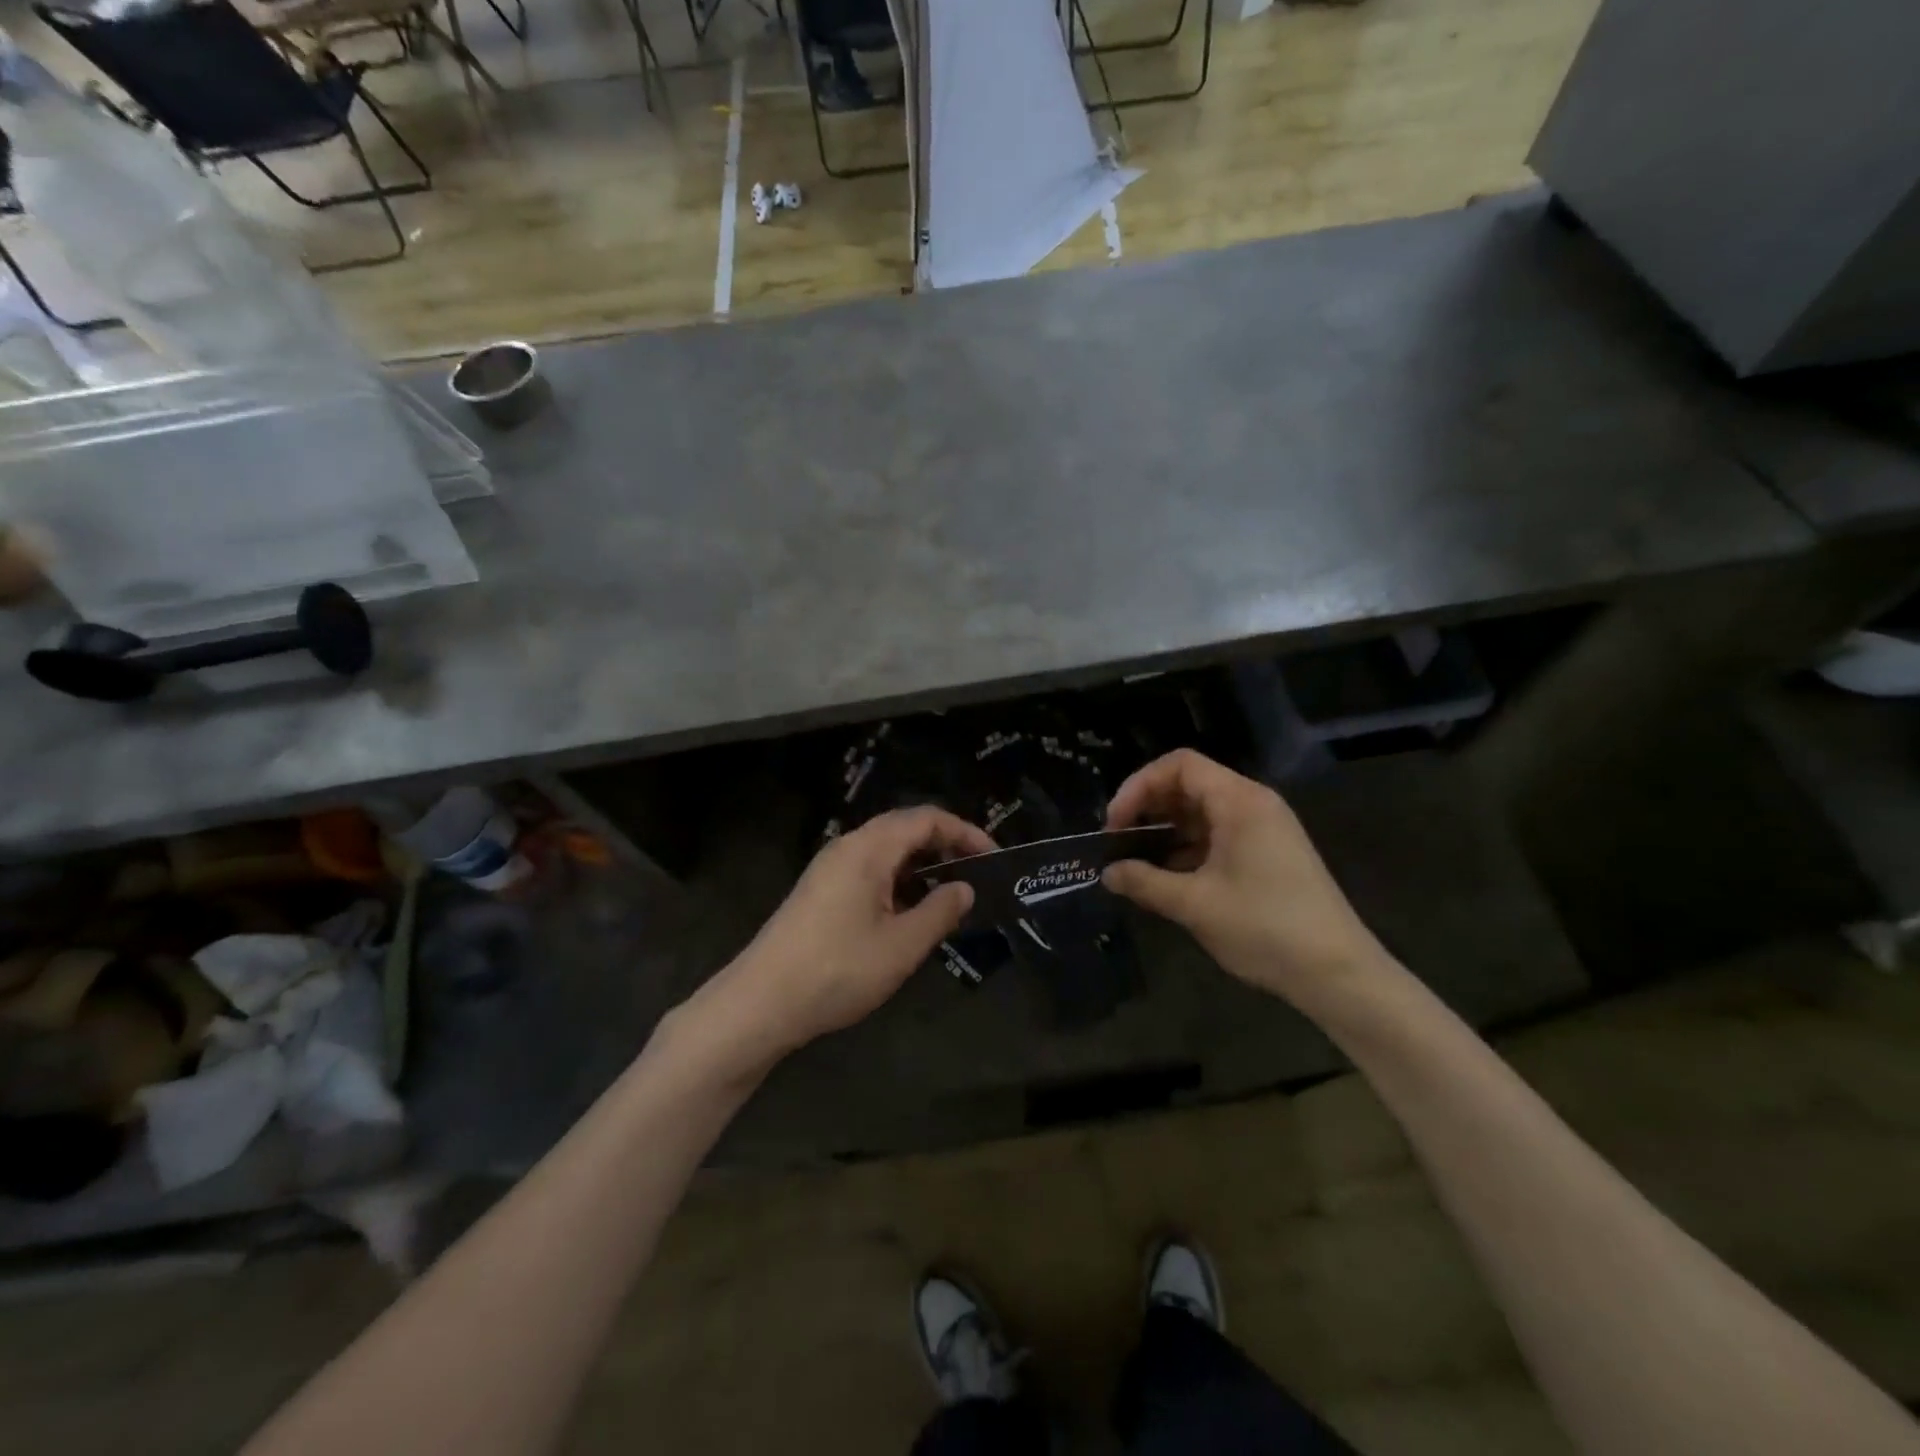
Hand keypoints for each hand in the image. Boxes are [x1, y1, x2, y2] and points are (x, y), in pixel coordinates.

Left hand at [689, 807, 994, 1069]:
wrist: (761, 1002)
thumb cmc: (838, 970)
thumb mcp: (901, 945)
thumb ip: (940, 911)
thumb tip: (964, 888)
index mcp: (869, 848)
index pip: (926, 819)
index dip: (964, 832)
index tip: (993, 857)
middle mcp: (848, 847)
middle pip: (905, 827)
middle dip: (944, 844)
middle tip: (976, 872)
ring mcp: (830, 868)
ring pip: (886, 850)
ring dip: (921, 864)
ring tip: (950, 893)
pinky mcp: (820, 890)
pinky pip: (869, 869)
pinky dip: (898, 879)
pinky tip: (910, 911)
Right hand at [1103, 750, 1388, 1004]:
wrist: (1338, 974)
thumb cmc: (1264, 928)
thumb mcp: (1195, 905)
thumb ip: (1144, 882)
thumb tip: (1107, 873)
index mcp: (1239, 802)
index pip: (1179, 765)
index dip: (1139, 786)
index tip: (1115, 824)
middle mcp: (1253, 804)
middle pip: (1189, 784)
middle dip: (1149, 808)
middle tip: (1119, 842)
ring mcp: (1264, 829)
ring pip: (1202, 812)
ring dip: (1166, 830)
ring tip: (1137, 862)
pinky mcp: (1269, 853)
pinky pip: (1219, 835)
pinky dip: (1189, 847)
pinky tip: (1169, 877)